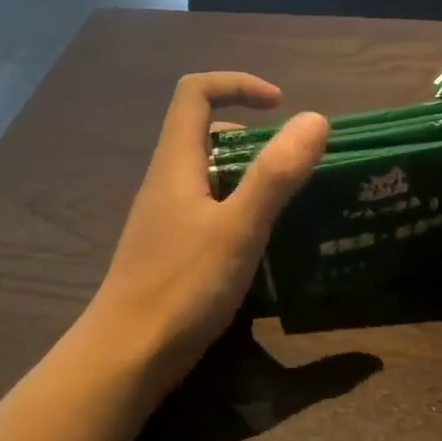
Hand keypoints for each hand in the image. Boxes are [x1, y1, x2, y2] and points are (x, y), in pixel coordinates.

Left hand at [87, 72, 328, 395]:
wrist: (127, 355)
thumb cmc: (181, 287)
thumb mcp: (238, 228)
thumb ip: (276, 175)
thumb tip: (314, 119)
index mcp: (175, 163)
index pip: (195, 93)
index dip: (237, 85)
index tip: (280, 106)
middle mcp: (166, 182)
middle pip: (203, 133)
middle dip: (252, 137)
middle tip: (293, 165)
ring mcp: (165, 219)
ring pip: (208, 176)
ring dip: (249, 177)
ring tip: (290, 203)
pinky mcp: (170, 250)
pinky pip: (209, 211)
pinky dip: (239, 211)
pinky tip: (264, 244)